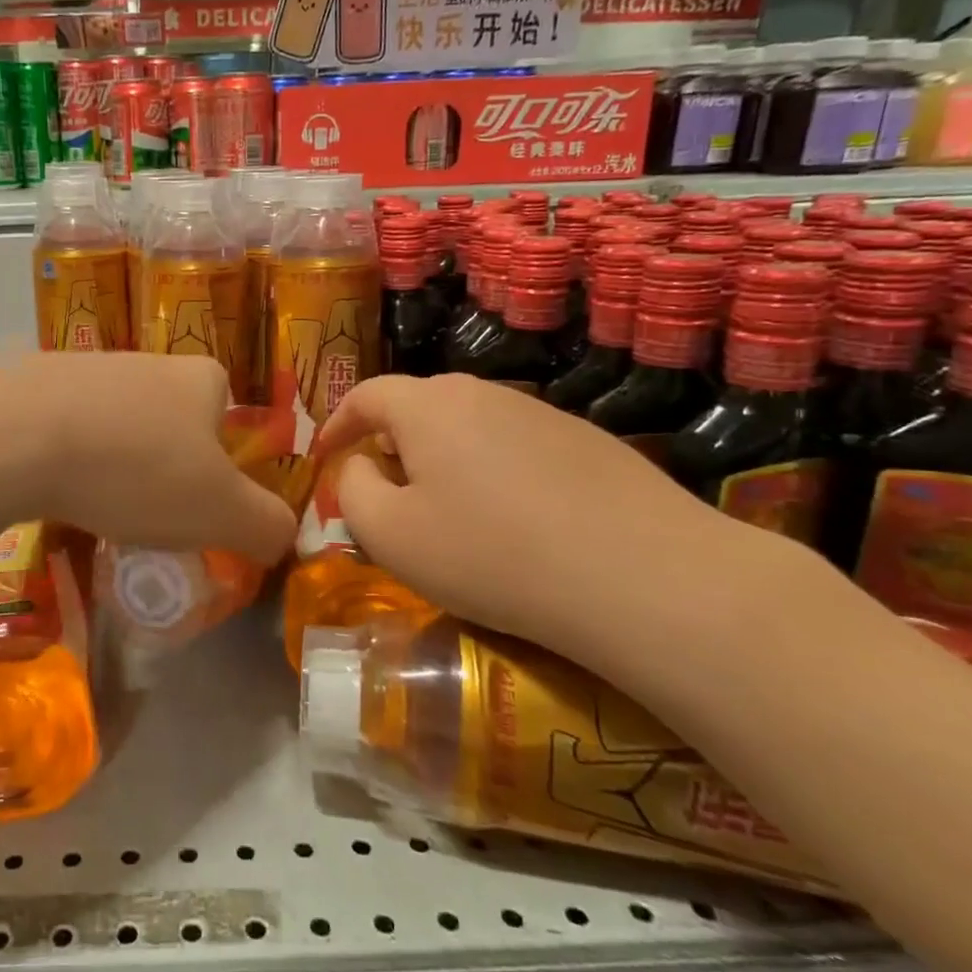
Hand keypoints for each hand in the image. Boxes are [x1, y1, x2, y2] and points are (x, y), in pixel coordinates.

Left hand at [17, 353, 298, 565]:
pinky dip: (64, 460)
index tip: (197, 504)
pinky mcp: (31, 384)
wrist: (18, 436)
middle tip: (146, 513)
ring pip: (114, 425)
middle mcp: (146, 361)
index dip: (220, 464)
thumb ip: (267, 526)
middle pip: (169, 421)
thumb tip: (281, 537)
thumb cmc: (139, 470)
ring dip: (111, 464)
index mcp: (200, 378)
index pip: (226, 416)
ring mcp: (85, 367)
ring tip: (94, 507)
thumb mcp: (223, 512)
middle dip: (162, 466)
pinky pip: (63, 429)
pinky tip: (50, 490)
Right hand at [316, 375, 802, 670]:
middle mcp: (484, 393)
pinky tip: (514, 523)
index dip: (337, 424)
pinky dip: (493, 474)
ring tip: (449, 513)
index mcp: (429, 406)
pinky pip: (516, 448)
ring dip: (444, 460)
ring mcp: (542, 414)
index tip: (325, 456)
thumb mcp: (391, 535)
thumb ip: (352, 491)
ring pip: (470, 428)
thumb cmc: (492, 554)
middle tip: (384, 491)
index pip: (367, 395)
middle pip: (419, 407)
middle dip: (390, 444)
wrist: (646, 578)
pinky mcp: (589, 443)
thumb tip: (359, 467)